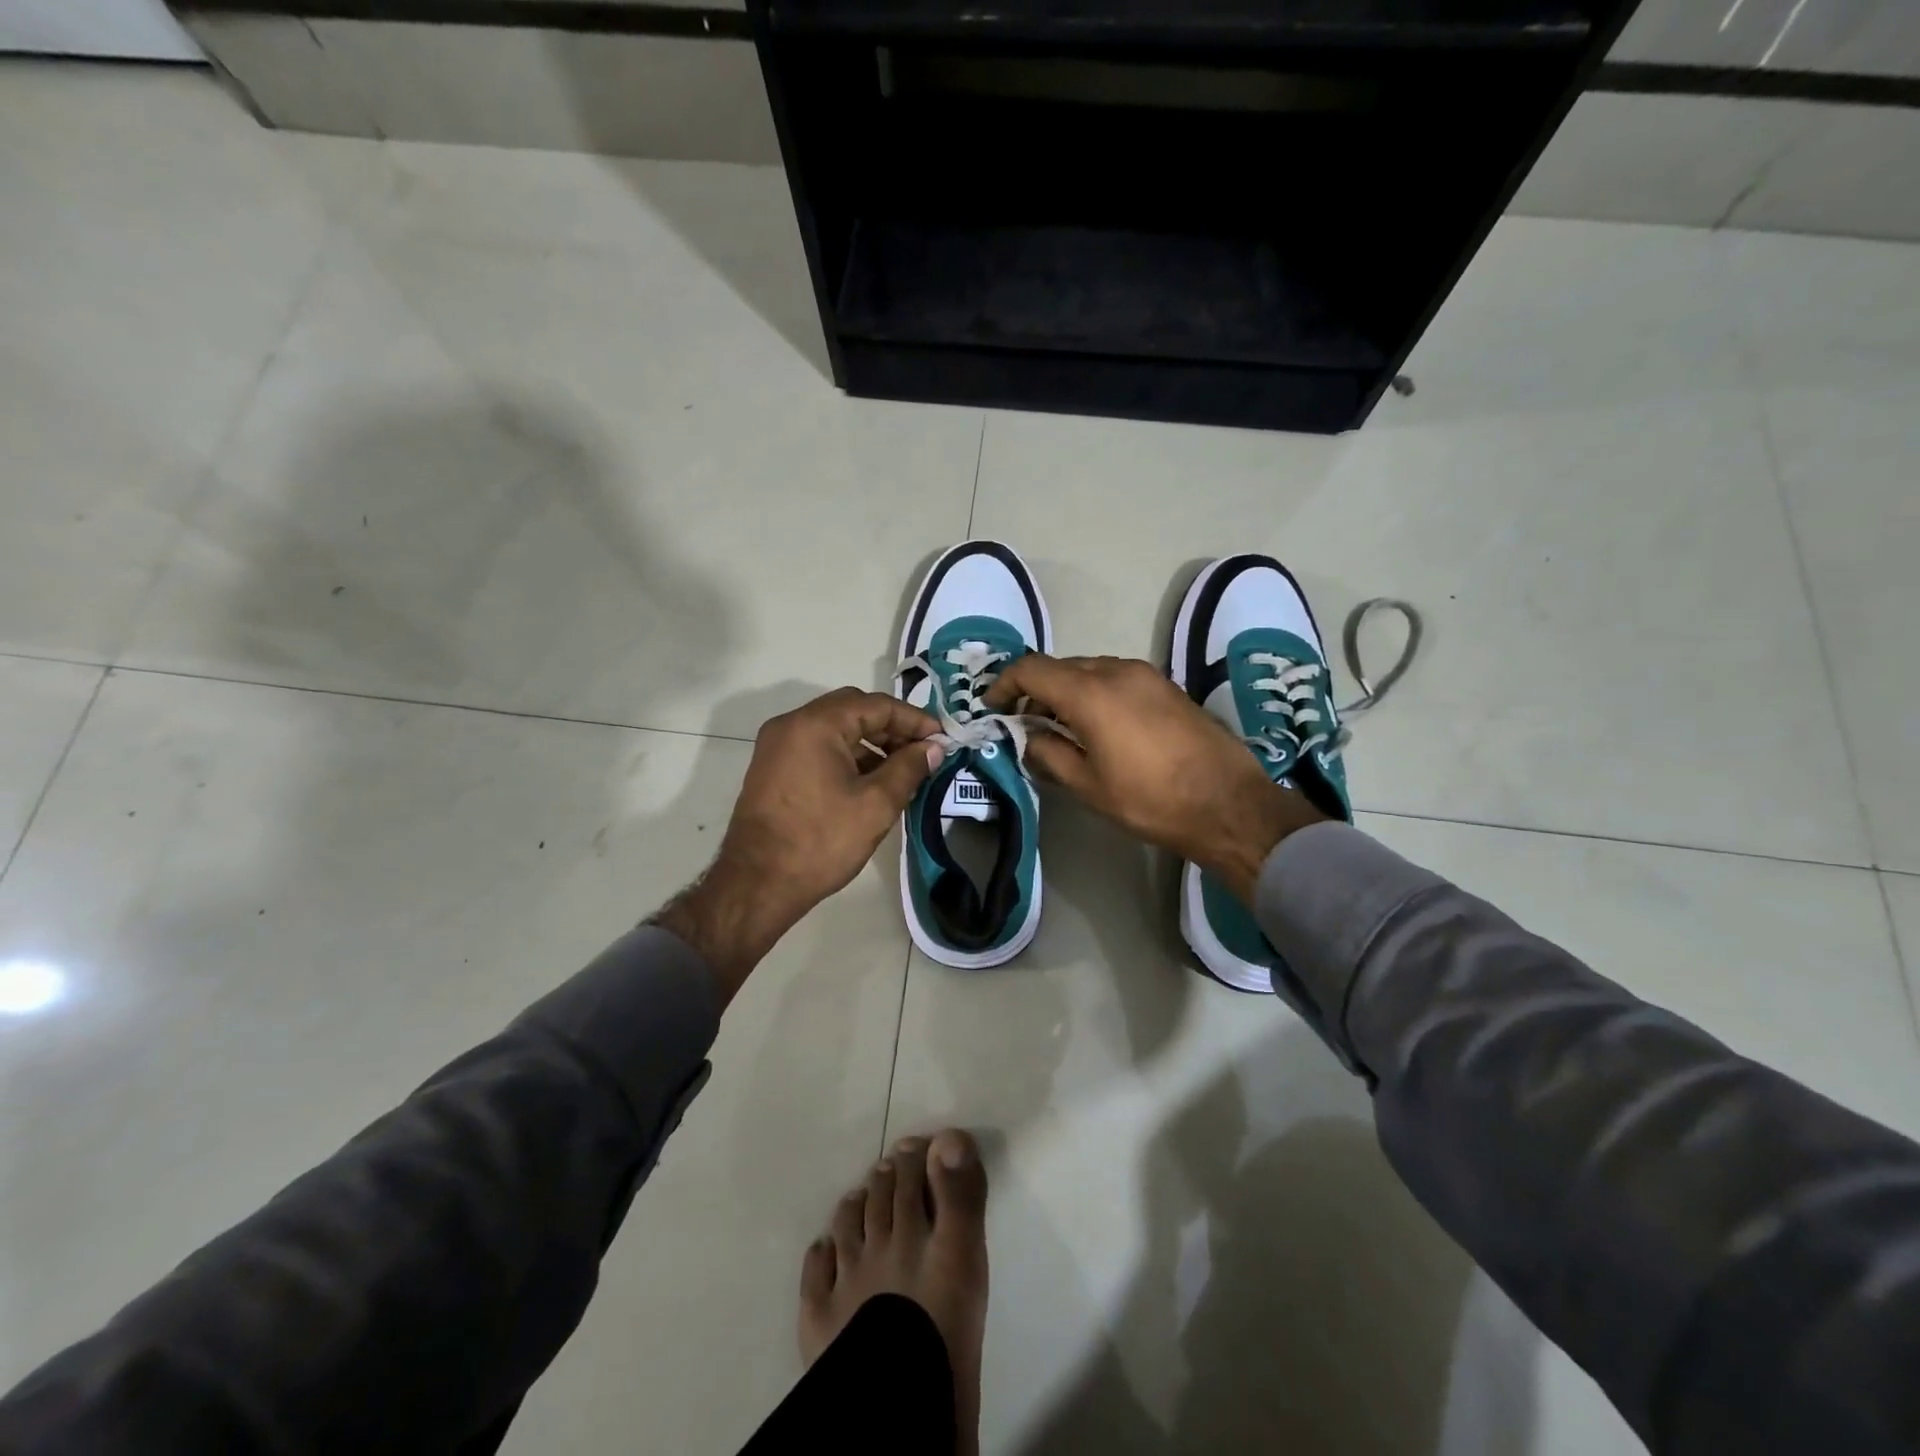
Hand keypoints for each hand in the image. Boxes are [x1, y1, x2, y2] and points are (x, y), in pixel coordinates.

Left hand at [655, 688, 942, 998]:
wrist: (757, 885)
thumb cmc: (820, 841)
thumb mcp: (876, 805)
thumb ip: (909, 768)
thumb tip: (933, 748)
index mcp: (815, 724)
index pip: (876, 705)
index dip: (914, 719)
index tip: (942, 738)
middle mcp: (791, 724)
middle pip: (853, 711)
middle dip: (892, 728)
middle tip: (924, 751)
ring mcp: (777, 746)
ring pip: (835, 730)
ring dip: (870, 743)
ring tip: (903, 770)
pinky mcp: (773, 768)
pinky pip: (818, 748)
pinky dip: (847, 756)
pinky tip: (870, 782)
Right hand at [985, 655, 1323, 901]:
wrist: (1229, 803)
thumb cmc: (1151, 800)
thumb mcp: (1088, 786)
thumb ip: (1048, 754)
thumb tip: (1030, 737)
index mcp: (1090, 693)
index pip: (1031, 669)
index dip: (1004, 684)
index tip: (993, 707)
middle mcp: (1116, 670)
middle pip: (1060, 666)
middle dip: (1035, 690)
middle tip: (1024, 723)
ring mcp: (1145, 674)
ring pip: (1088, 669)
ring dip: (1066, 690)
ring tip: (1060, 727)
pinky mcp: (1165, 685)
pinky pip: (1115, 677)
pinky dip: (1094, 692)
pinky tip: (1097, 725)